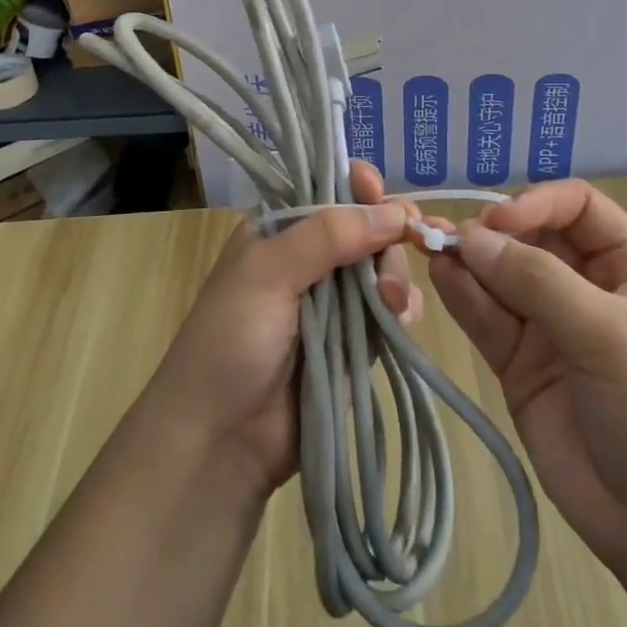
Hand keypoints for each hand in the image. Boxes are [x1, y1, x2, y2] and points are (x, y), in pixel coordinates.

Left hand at [142, 162, 423, 499]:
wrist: (222, 440)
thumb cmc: (231, 341)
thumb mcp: (268, 274)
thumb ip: (327, 235)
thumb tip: (395, 212)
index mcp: (281, 229)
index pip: (328, 189)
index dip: (359, 186)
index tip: (379, 194)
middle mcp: (311, 257)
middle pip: (368, 225)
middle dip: (387, 235)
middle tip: (402, 247)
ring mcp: (336, 300)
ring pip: (386, 266)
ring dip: (396, 276)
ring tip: (389, 303)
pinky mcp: (358, 340)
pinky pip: (393, 310)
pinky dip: (404, 309)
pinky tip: (402, 320)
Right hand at [430, 180, 626, 579]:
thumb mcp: (608, 333)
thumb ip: (537, 281)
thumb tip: (471, 237)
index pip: (578, 207)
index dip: (537, 203)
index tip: (498, 219)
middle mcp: (587, 287)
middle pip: (531, 239)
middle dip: (491, 232)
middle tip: (444, 233)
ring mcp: (551, 328)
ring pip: (502, 278)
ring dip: (467, 261)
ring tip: (426, 245)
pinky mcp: (521, 366)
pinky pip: (488, 320)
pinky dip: (463, 298)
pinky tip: (439, 278)